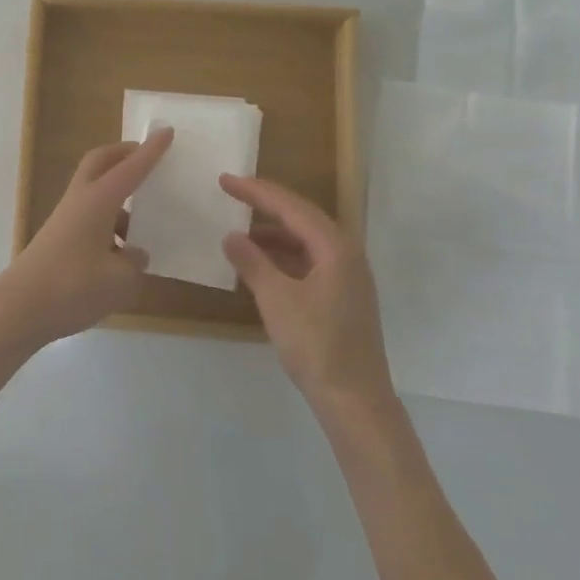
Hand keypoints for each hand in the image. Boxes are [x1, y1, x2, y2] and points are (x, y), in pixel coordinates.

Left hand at [0, 127, 174, 347]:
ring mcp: (65, 220)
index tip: (167, 132)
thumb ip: (134, 264)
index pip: (130, 168)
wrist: (19, 308)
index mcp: (97, 201)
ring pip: (95, 193)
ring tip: (145, 223)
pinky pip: (90, 220)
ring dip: (118, 198)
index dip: (150, 151)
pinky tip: (123, 257)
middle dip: (123, 154)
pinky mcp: (58, 240)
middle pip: (100, 163)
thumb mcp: (119, 280)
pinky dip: (109, 226)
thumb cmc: (72, 287)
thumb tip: (133, 256)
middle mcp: (80, 202)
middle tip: (148, 158)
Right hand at [219, 174, 392, 405]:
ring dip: (273, 231)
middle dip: (266, 203)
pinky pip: (309, 259)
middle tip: (232, 192)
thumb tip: (231, 236)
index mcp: (335, 248)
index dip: (256, 191)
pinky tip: (261, 263)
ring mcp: (347, 275)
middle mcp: (346, 254)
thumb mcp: (277, 300)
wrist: (354, 399)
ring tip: (240, 229)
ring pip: (306, 239)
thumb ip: (252, 263)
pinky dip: (283, 254)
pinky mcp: (342, 295)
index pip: (290, 207)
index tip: (225, 180)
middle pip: (302, 216)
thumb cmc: (316, 345)